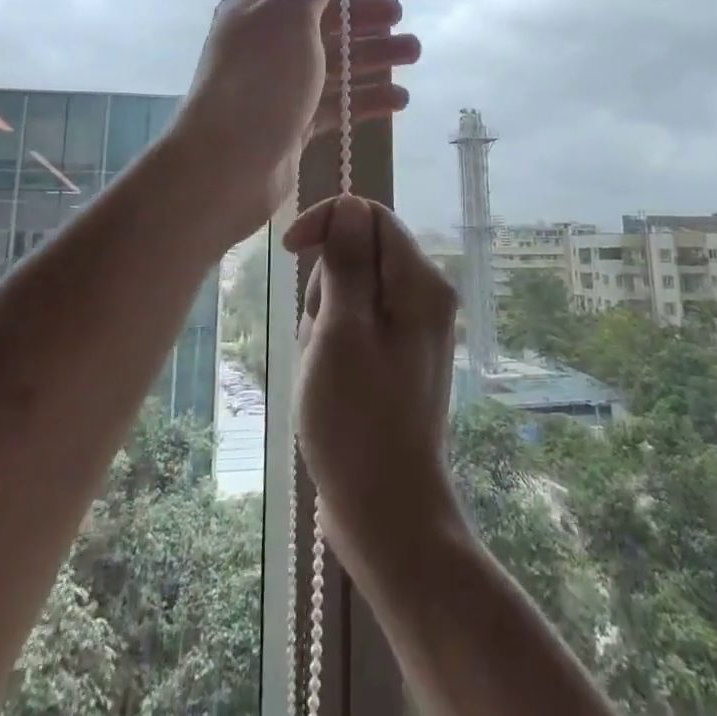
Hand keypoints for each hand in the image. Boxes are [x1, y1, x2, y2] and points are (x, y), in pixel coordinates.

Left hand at [171, 0, 418, 237]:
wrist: (228, 166)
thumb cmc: (261, 80)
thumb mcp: (290, 17)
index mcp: (258, 11)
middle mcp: (267, 45)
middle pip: (323, 24)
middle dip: (364, 20)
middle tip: (402, 20)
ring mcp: (281, 87)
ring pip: (335, 64)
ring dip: (374, 58)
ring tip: (414, 54)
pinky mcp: (294, 124)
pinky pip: (336, 105)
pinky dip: (366, 100)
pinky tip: (399, 100)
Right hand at [289, 195, 465, 576]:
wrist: (387, 511)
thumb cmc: (358, 419)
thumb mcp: (342, 330)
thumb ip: (347, 261)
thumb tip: (351, 204)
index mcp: (420, 282)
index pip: (371, 215)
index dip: (328, 222)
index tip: (291, 251)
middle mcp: (425, 297)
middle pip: (360, 253)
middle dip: (326, 284)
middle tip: (320, 337)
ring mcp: (413, 329)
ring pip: (351, 291)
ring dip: (325, 319)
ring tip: (323, 368)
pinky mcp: (398, 357)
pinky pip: (356, 324)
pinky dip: (333, 342)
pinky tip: (329, 381)